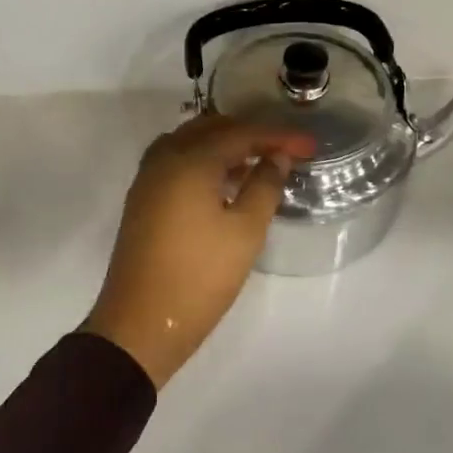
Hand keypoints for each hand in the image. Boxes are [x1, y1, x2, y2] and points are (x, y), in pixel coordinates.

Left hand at [83, 114, 315, 389]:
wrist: (141, 323)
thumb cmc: (200, 277)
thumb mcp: (245, 232)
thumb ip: (264, 186)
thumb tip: (276, 157)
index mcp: (189, 160)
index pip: (241, 133)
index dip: (279, 136)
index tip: (311, 145)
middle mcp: (163, 159)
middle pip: (211, 129)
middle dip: (249, 134)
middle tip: (284, 149)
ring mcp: (147, 179)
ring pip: (189, 144)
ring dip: (224, 146)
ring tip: (258, 164)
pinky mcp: (142, 200)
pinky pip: (176, 163)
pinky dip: (203, 162)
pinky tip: (224, 183)